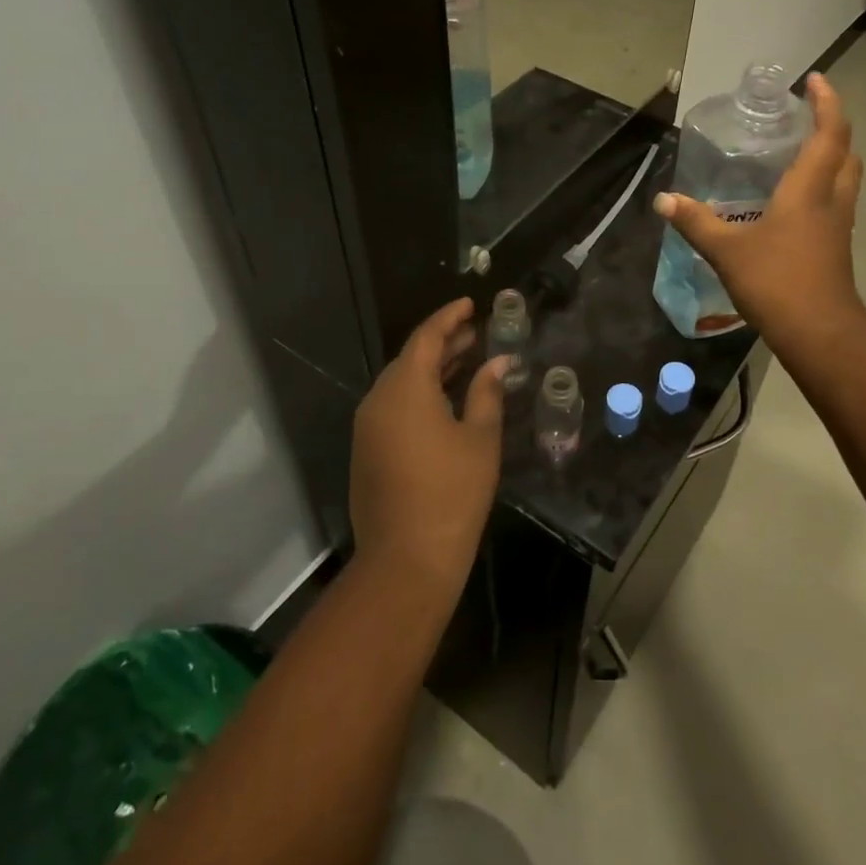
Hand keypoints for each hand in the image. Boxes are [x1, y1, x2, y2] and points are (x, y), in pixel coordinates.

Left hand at [349, 297, 509, 595]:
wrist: (406, 560)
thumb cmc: (452, 493)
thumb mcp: (480, 438)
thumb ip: (487, 393)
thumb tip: (498, 363)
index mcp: (405, 388)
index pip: (427, 337)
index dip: (449, 317)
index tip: (471, 304)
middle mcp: (379, 399)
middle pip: (411, 358)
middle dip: (444, 343)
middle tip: (476, 333)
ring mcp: (368, 426)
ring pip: (401, 383)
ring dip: (432, 369)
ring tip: (467, 361)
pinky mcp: (366, 450)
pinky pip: (393, 406)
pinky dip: (419, 394)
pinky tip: (445, 401)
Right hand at [653, 73, 863, 352]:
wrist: (820, 333)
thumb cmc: (777, 282)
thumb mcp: (727, 250)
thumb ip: (696, 222)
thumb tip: (663, 200)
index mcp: (809, 189)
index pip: (829, 133)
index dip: (827, 102)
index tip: (814, 81)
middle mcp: (831, 200)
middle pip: (846, 152)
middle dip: (832, 127)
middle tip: (806, 116)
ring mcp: (838, 226)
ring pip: (846, 178)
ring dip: (832, 156)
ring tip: (801, 151)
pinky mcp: (836, 247)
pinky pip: (836, 202)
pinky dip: (823, 187)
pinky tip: (795, 201)